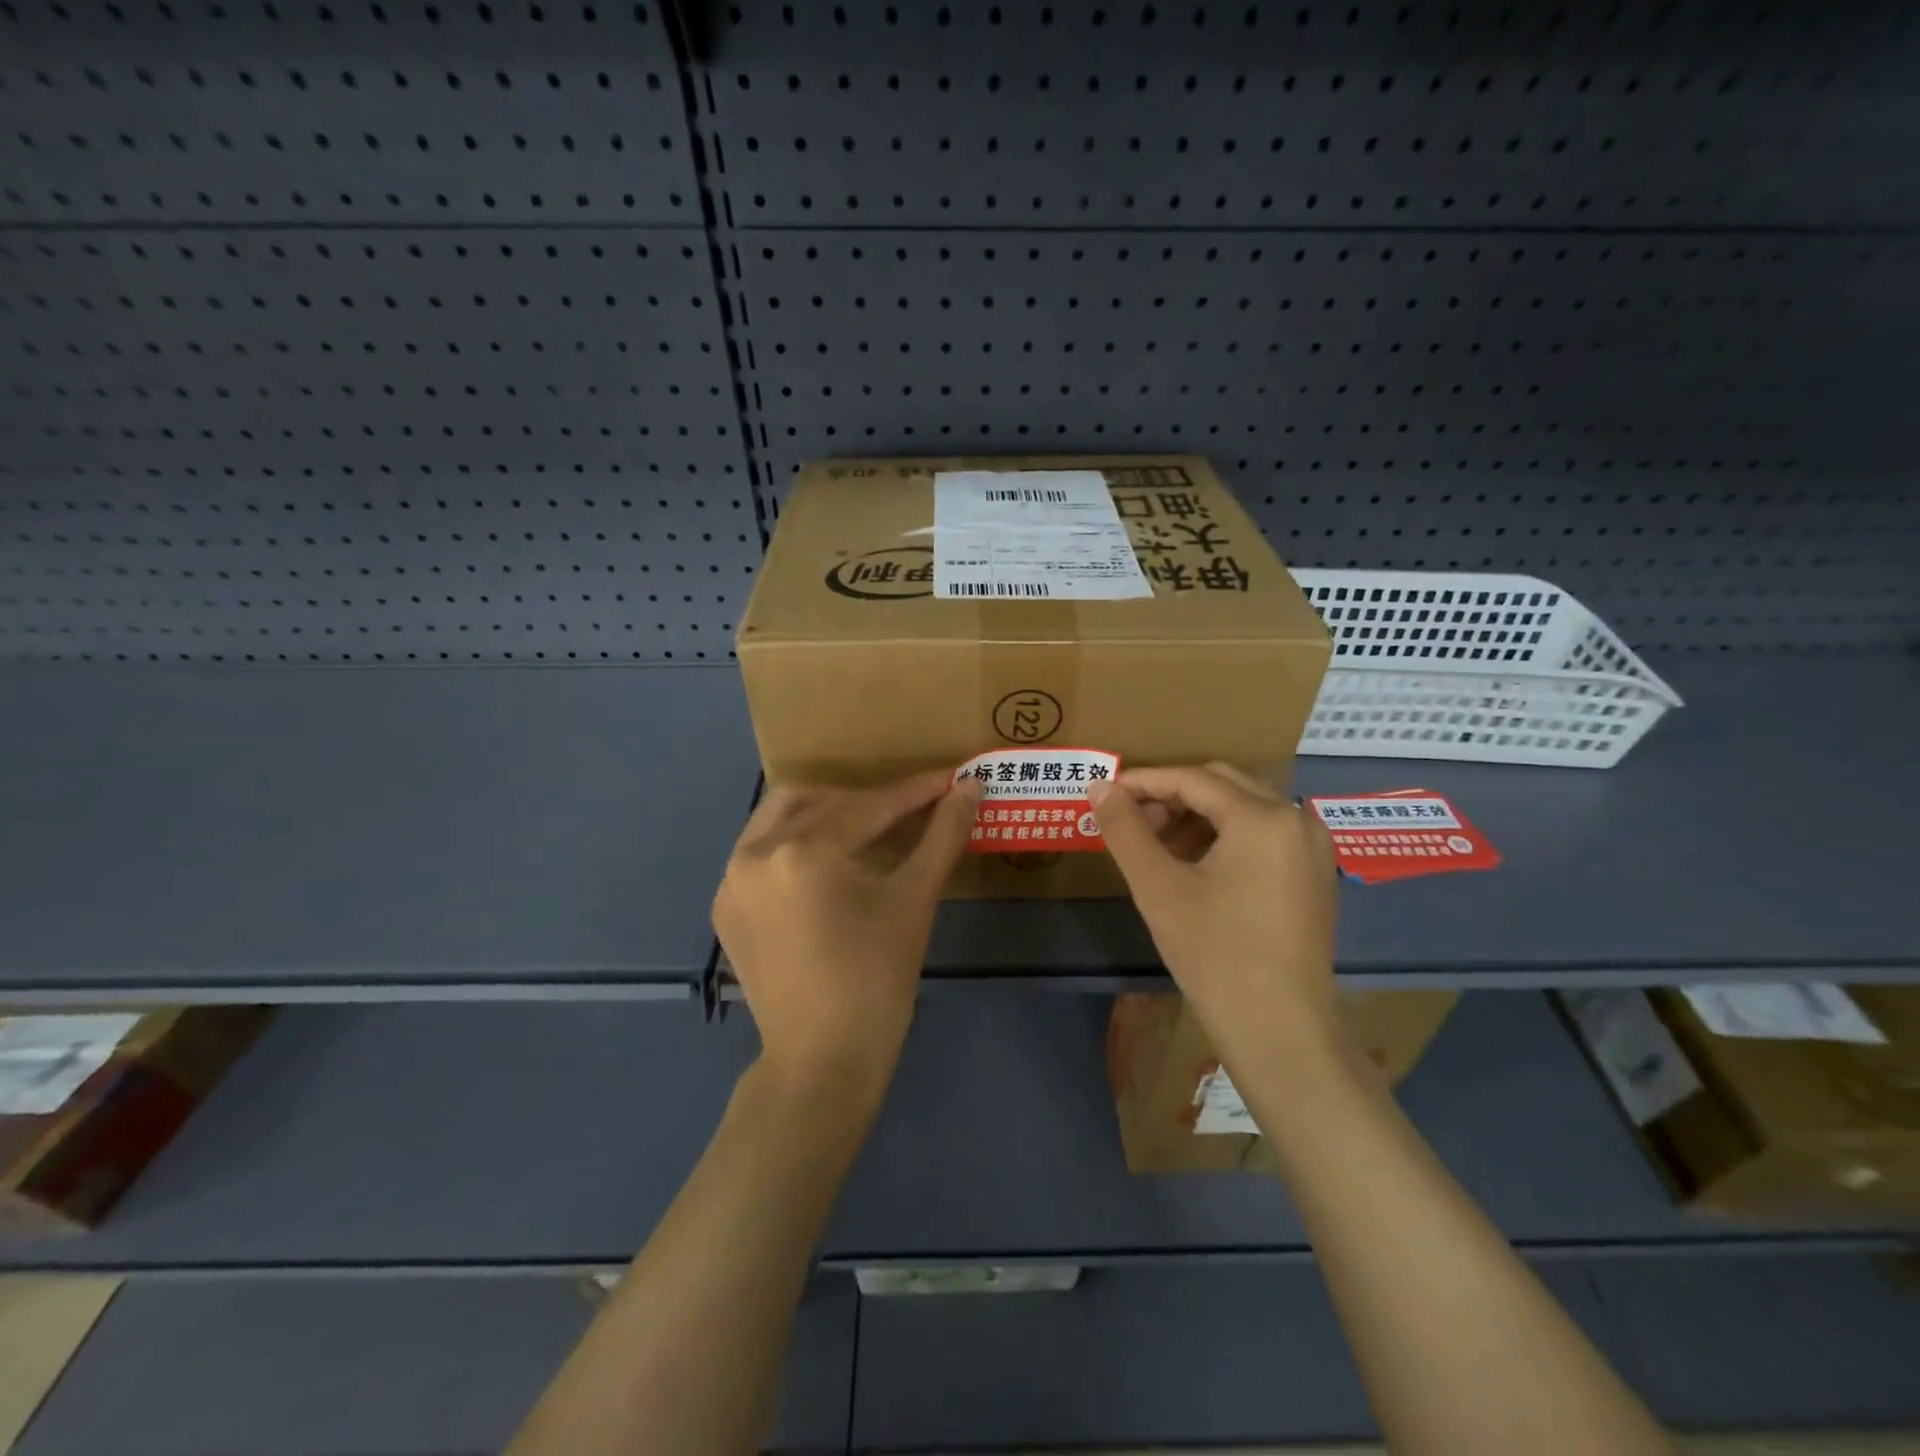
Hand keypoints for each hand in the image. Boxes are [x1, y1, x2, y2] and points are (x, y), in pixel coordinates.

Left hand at [714, 771, 982, 1108]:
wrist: (822, 1061)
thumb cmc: (877, 980)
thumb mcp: (914, 901)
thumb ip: (942, 835)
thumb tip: (971, 787)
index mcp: (802, 850)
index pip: (870, 805)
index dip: (916, 791)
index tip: (950, 779)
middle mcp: (755, 851)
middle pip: (820, 800)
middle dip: (867, 799)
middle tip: (907, 812)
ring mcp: (732, 879)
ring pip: (781, 817)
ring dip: (826, 813)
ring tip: (866, 831)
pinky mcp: (725, 904)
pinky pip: (760, 850)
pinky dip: (794, 843)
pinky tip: (825, 866)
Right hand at [1089, 764, 1339, 1066]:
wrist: (1281, 1032)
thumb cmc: (1216, 955)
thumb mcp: (1159, 888)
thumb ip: (1125, 829)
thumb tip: (1100, 787)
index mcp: (1263, 817)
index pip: (1192, 779)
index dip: (1144, 782)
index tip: (1105, 793)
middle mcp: (1296, 819)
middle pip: (1222, 784)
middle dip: (1172, 796)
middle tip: (1132, 821)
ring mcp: (1312, 848)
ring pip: (1244, 808)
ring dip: (1198, 815)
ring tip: (1158, 847)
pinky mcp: (1315, 875)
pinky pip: (1264, 834)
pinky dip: (1225, 836)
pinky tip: (1196, 866)